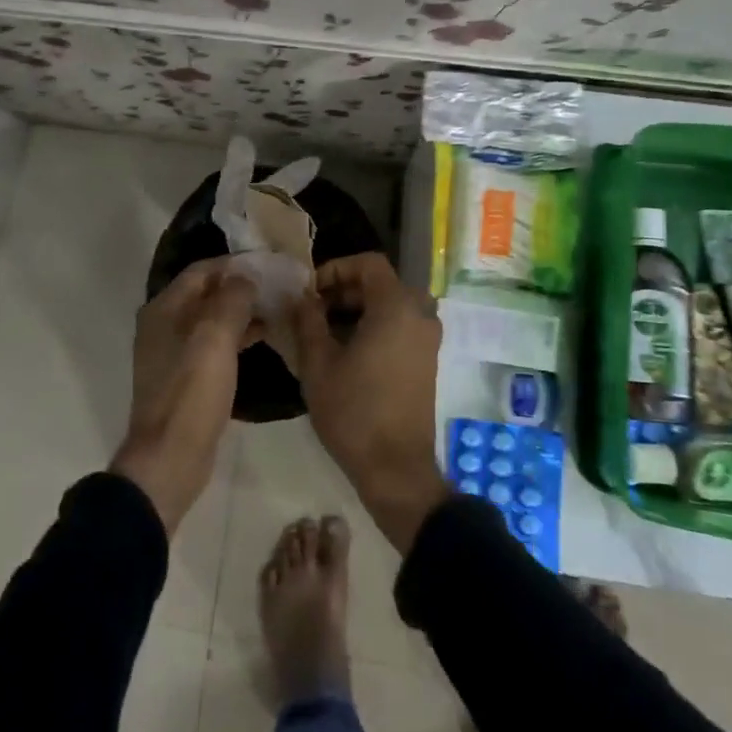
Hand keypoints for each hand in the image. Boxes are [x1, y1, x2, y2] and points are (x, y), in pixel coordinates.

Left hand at [111, 257, 254, 534]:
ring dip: (242, 311)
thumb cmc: (191, 393)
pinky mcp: (186, 377)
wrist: (170, 459)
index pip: (202, 270)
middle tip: (279, 285)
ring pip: (212, 319)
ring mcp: (174, 353)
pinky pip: (214, 344)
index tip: (270, 263)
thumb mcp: (215, 339)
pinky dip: (237, 335)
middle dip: (241, 286)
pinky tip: (264, 337)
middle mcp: (164, 325)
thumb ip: (231, 300)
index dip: (235, 264)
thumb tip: (245, 275)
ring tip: (279, 307)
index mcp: (164, 309)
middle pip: (206, 293)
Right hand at [292, 253, 450, 552]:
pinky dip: (375, 326)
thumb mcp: (318, 362)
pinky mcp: (427, 360)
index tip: (310, 291)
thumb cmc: (353, 411)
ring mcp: (427, 338)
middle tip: (312, 311)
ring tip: (324, 332)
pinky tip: (346, 351)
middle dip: (344, 290)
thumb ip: (308, 320)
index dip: (336, 268)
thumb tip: (303, 298)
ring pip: (391, 305)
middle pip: (381, 283)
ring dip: (358, 309)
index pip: (368, 263)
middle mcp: (419, 314)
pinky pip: (401, 325)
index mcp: (396, 306)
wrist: (396, 468)